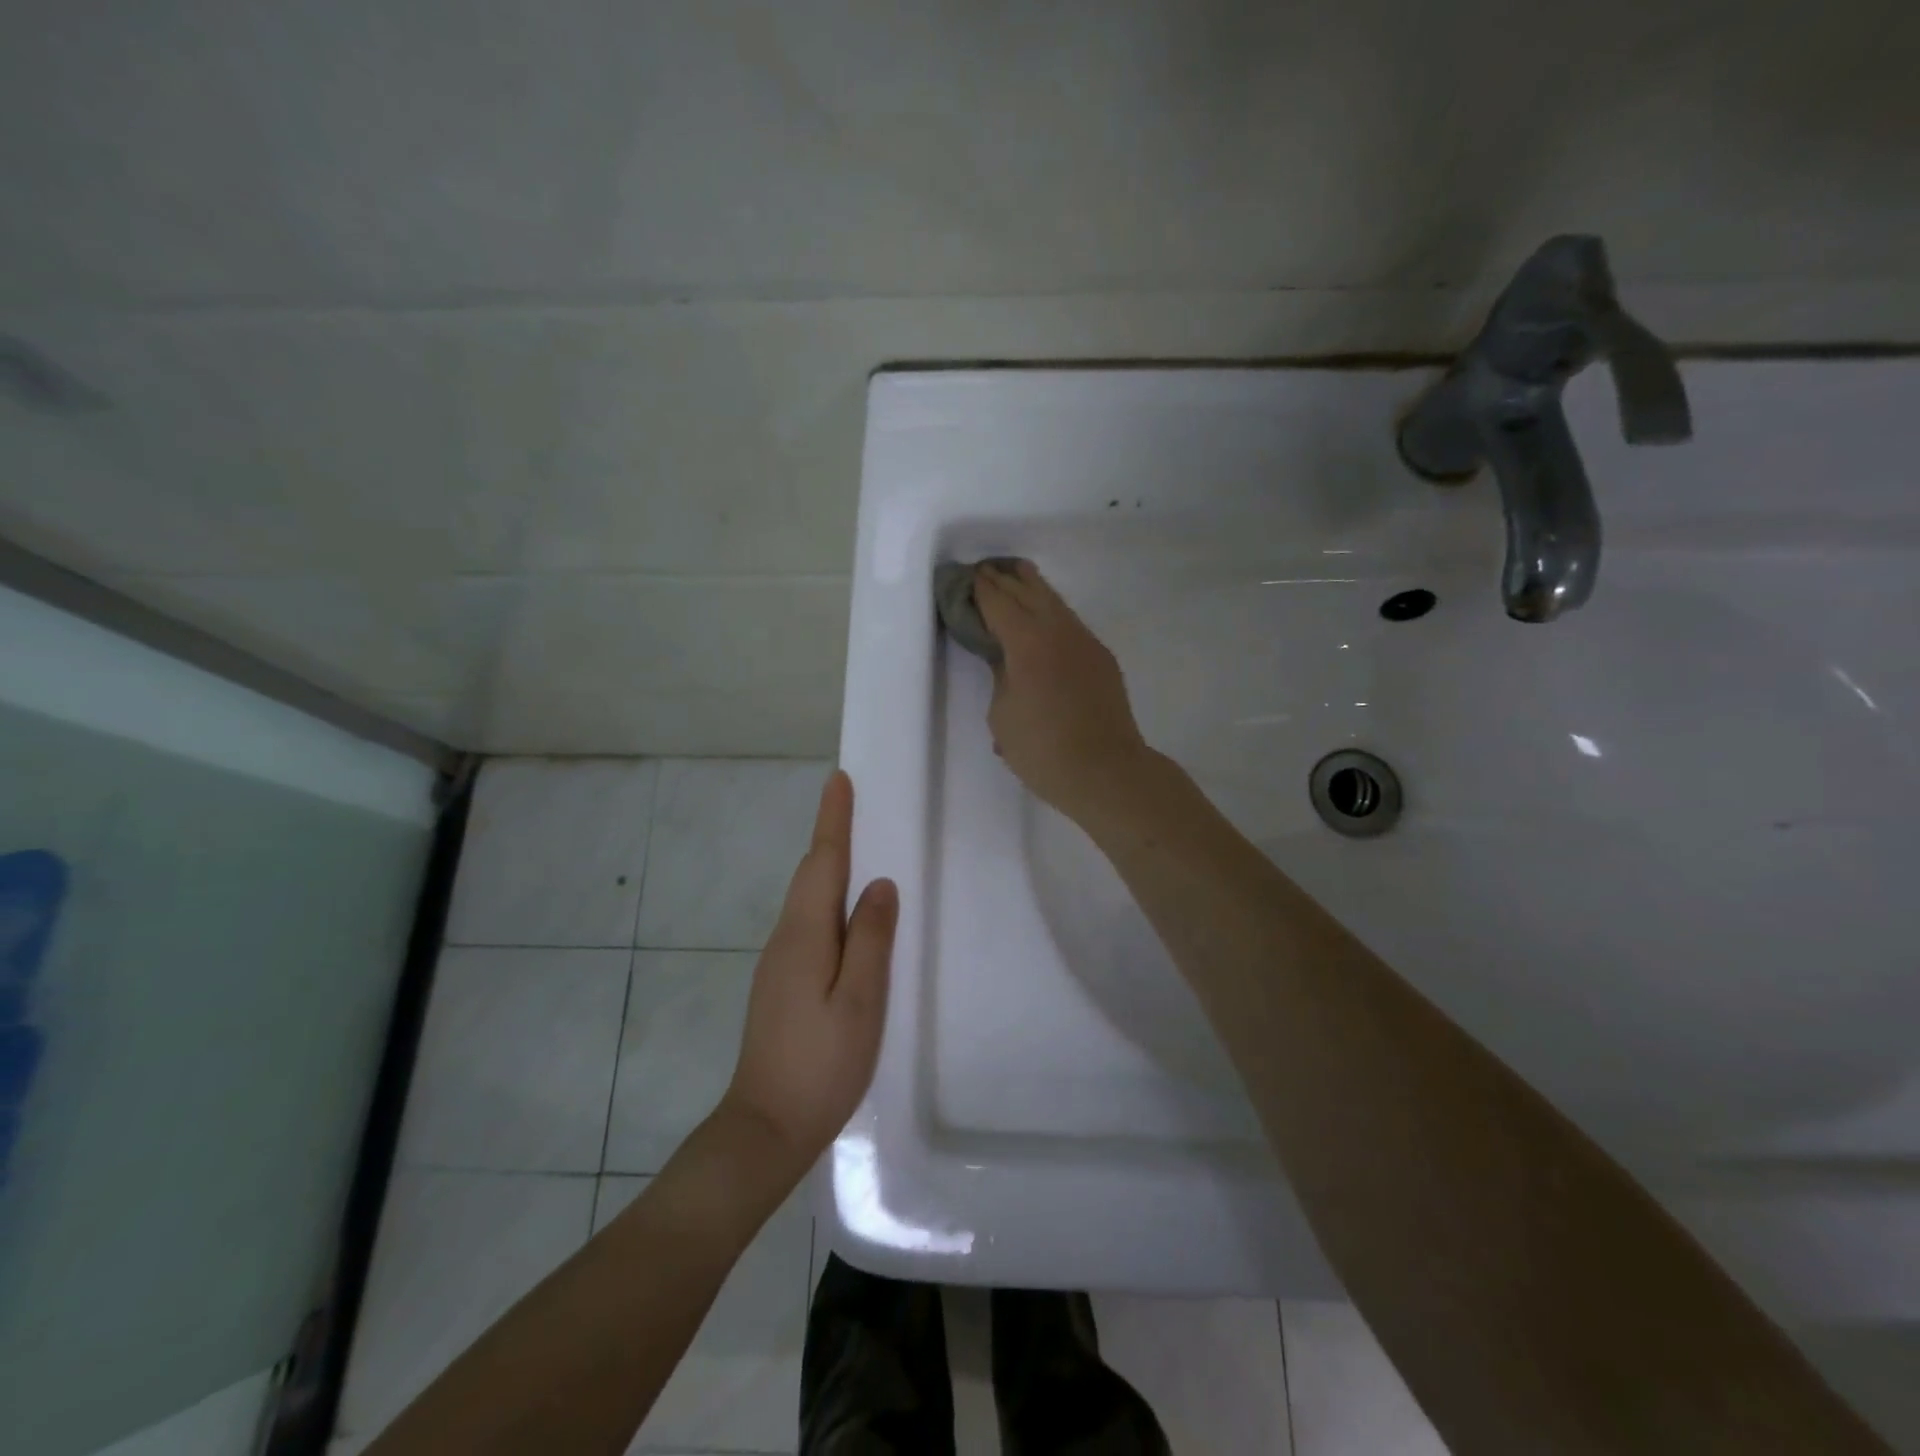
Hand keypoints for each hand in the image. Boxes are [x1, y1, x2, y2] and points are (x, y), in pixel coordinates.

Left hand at [720, 770, 896, 1173]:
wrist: (765, 1127)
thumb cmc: (821, 1064)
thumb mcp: (860, 1000)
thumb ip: (870, 938)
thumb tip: (879, 884)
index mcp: (805, 935)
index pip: (822, 862)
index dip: (833, 820)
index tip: (839, 780)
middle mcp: (785, 939)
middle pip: (811, 875)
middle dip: (831, 835)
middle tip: (853, 803)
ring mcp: (778, 963)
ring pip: (808, 900)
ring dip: (830, 866)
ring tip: (858, 846)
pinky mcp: (781, 984)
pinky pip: (808, 924)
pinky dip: (827, 901)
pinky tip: (846, 915)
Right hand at [974, 559, 1152, 824]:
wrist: (1106, 771)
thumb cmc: (1044, 751)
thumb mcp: (1003, 716)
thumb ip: (1000, 677)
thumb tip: (1006, 659)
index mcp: (1027, 643)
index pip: (998, 603)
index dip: (979, 589)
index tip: (965, 578)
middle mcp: (1058, 631)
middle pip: (1028, 591)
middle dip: (1004, 579)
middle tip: (984, 570)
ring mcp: (1085, 641)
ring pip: (1054, 602)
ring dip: (1031, 587)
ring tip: (1015, 574)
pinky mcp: (1101, 658)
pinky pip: (1069, 622)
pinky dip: (1050, 610)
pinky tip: (1043, 616)